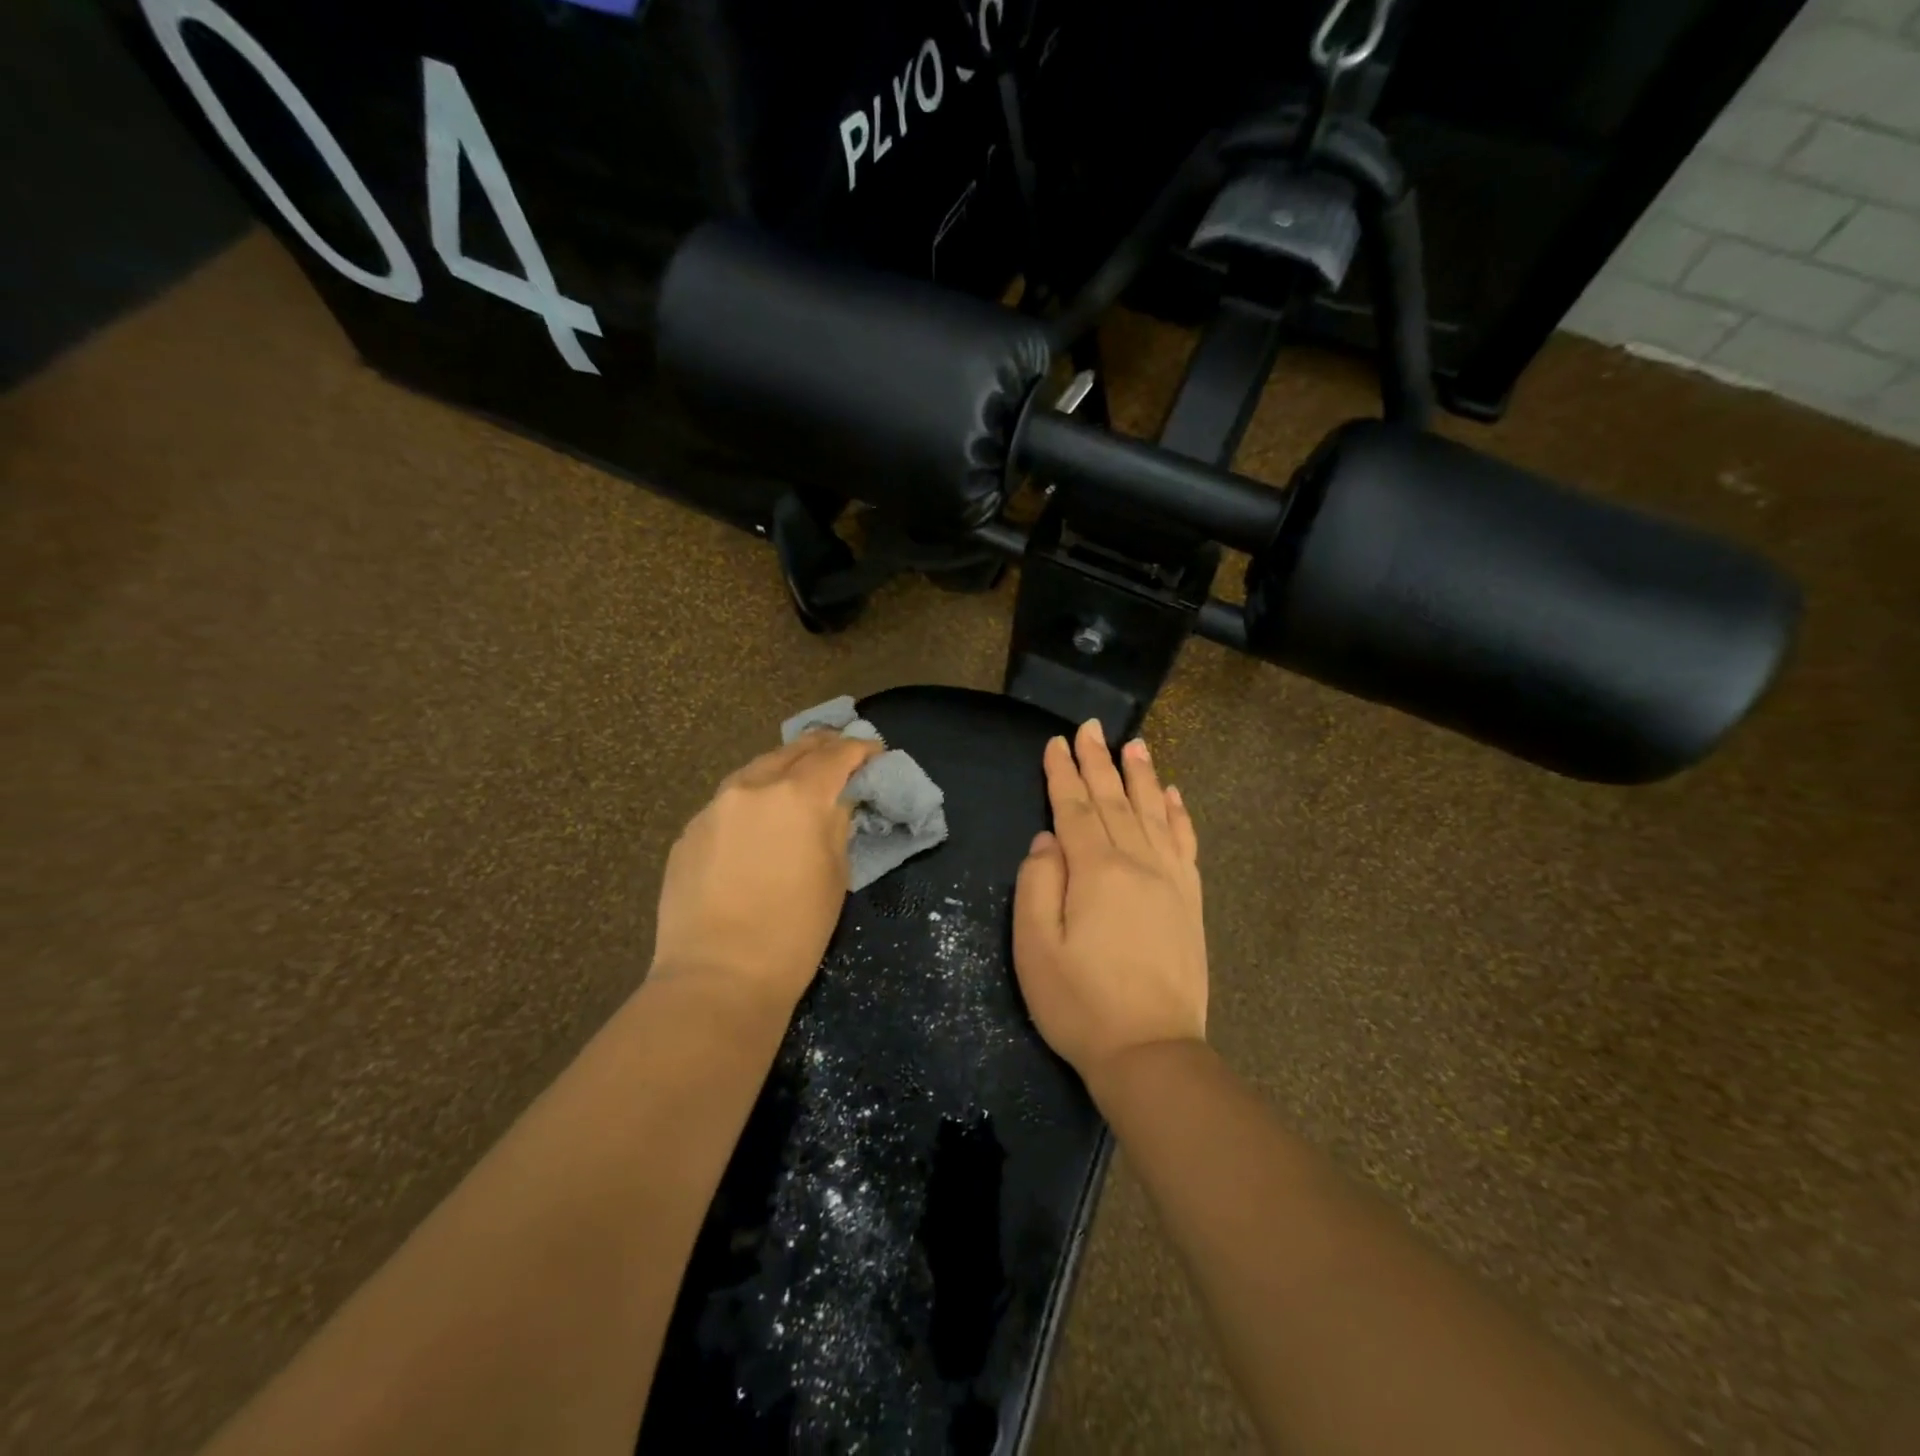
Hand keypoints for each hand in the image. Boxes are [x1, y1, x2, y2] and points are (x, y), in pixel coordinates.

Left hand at [651, 731, 881, 1012]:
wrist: (718, 977)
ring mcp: (714, 807)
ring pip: (756, 770)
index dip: (861, 749)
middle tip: (842, 756)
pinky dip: (753, 800)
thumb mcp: (835, 875)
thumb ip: (837, 825)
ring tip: (800, 781)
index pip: (836, 755)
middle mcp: (753, 787)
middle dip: (823, 749)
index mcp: (798, 796)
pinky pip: (729, 802)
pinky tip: (759, 822)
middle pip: (794, 751)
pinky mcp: (690, 831)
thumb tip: (838, 801)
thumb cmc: (794, 932)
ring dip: (784, 769)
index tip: (875, 753)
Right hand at [1013, 719, 1207, 1090]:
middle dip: (1099, 761)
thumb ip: (1037, 883)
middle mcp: (1137, 863)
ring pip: (1154, 813)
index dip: (1062, 773)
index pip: (1074, 808)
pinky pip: (1185, 844)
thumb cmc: (1080, 1003)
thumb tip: (1048, 840)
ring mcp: (1170, 880)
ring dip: (1143, 776)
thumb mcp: (1035, 947)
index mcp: (1095, 870)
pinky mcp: (1190, 902)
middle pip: (1115, 800)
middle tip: (1092, 726)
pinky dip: (1179, 815)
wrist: (1151, 1052)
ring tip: (1136, 744)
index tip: (1056, 742)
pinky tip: (1175, 795)